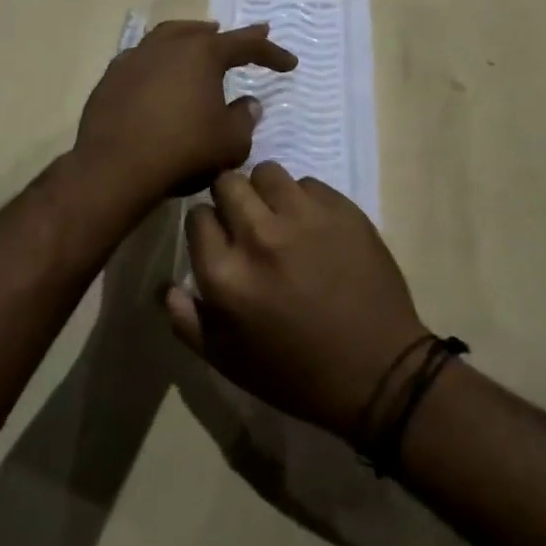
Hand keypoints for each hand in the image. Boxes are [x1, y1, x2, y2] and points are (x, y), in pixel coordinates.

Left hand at [75, 20, 296, 205]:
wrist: (114, 168)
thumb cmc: (181, 151)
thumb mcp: (229, 142)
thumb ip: (244, 119)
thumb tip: (248, 104)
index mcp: (202, 54)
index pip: (245, 45)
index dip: (271, 53)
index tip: (290, 63)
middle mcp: (169, 45)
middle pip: (204, 33)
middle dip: (229, 38)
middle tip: (246, 40)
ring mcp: (135, 58)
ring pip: (169, 37)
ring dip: (190, 37)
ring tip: (201, 40)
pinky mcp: (112, 77)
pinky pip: (143, 59)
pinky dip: (159, 61)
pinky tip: (160, 73)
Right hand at [165, 163, 430, 438]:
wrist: (379, 371)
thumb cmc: (297, 374)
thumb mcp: (230, 362)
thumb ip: (188, 322)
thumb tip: (166, 287)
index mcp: (226, 275)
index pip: (197, 217)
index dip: (206, 226)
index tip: (220, 239)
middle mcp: (259, 235)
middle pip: (227, 182)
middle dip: (231, 198)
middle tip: (248, 222)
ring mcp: (302, 216)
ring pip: (267, 172)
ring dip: (267, 192)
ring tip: (281, 217)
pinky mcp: (340, 207)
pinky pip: (308, 183)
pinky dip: (305, 200)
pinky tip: (315, 227)